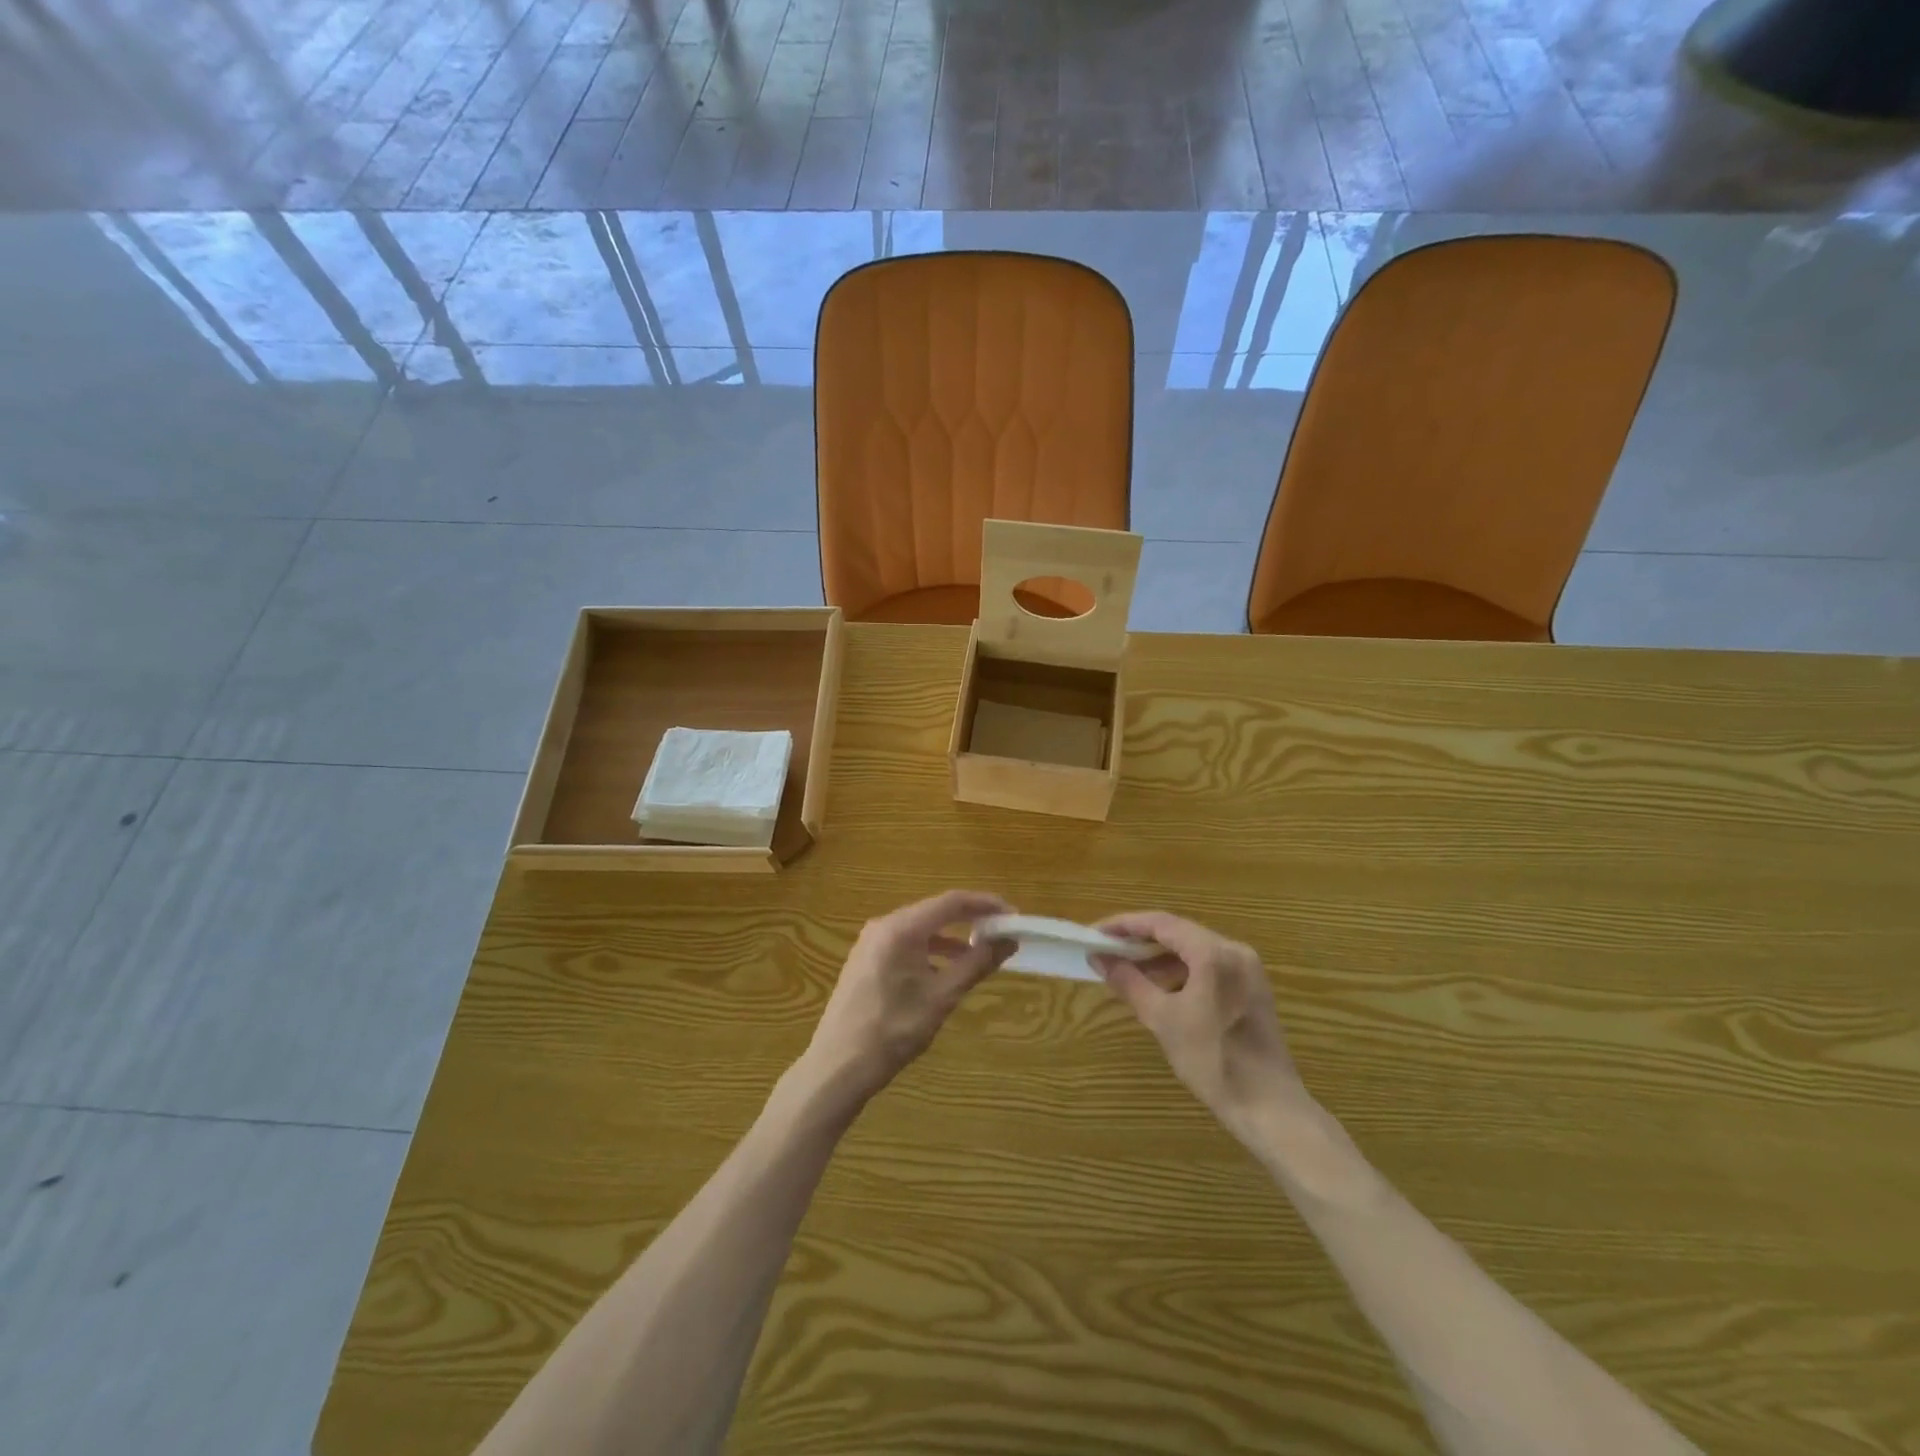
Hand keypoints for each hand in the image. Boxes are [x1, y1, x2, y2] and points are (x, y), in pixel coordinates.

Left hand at [801, 890, 1015, 1108]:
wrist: (838, 1066)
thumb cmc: (894, 1030)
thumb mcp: (942, 997)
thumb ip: (977, 964)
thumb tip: (1008, 940)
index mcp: (902, 928)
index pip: (952, 902)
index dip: (985, 905)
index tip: (1013, 916)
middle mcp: (884, 925)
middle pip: (935, 911)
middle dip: (970, 920)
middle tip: (1001, 934)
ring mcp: (871, 942)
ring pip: (921, 928)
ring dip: (951, 938)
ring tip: (979, 955)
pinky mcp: (866, 959)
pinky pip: (905, 943)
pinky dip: (930, 950)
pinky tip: (944, 972)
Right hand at [1091, 911, 1309, 1131]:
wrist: (1269, 1108)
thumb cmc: (1212, 1061)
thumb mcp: (1162, 1019)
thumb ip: (1128, 981)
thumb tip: (1098, 958)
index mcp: (1214, 953)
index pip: (1161, 923)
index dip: (1125, 924)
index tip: (1095, 933)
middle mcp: (1234, 950)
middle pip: (1178, 932)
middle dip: (1140, 940)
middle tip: (1106, 949)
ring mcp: (1247, 969)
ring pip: (1193, 950)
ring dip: (1159, 957)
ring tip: (1125, 969)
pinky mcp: (1251, 988)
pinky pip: (1208, 966)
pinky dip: (1180, 971)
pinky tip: (1158, 987)